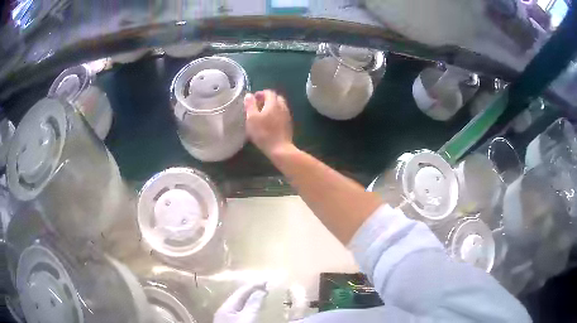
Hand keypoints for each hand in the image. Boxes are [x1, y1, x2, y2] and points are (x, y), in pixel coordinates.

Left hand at [214, 282, 267, 322]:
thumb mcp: (247, 318)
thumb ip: (253, 304)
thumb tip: (261, 290)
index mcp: (227, 306)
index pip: (241, 292)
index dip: (254, 285)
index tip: (267, 281)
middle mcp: (225, 310)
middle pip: (239, 297)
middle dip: (252, 291)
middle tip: (266, 287)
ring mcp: (227, 318)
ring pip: (239, 305)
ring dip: (251, 300)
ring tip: (263, 296)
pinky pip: (241, 311)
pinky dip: (249, 308)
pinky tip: (254, 310)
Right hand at [244, 90, 293, 156]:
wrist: (280, 148)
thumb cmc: (263, 133)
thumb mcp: (251, 118)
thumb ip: (250, 105)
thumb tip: (249, 95)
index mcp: (273, 103)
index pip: (269, 92)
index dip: (260, 93)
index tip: (253, 99)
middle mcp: (282, 107)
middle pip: (276, 98)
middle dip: (267, 99)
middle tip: (258, 106)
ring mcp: (287, 116)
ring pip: (280, 106)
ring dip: (272, 107)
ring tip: (263, 114)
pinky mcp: (289, 124)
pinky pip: (282, 114)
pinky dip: (276, 114)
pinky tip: (270, 122)